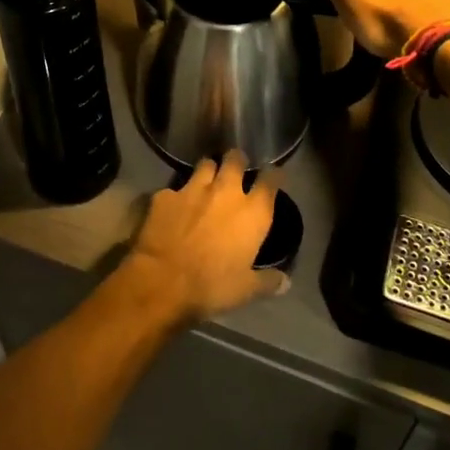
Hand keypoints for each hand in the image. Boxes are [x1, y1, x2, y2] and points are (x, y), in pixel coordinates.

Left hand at [124, 151, 288, 324]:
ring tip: (207, 179)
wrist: (163, 280)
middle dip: (237, 160)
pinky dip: (177, 196)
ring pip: (205, 164)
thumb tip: (286, 282)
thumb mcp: (246, 290)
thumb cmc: (212, 286)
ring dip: (208, 170)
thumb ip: (268, 281)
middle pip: (235, 159)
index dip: (273, 175)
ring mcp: (193, 188)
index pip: (270, 180)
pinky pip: (174, 188)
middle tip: (236, 168)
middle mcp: (225, 192)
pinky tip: (174, 206)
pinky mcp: (165, 194)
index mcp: (252, 213)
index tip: (272, 175)